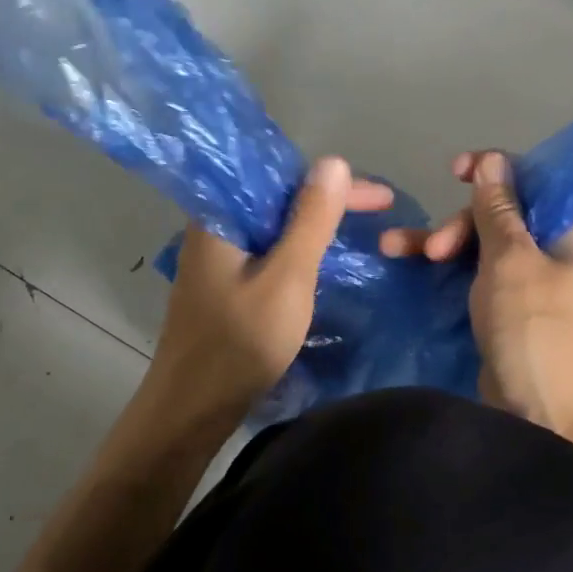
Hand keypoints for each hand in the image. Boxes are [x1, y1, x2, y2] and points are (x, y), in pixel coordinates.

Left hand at [146, 158, 392, 423]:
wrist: (192, 409)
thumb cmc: (239, 343)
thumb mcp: (286, 278)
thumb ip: (309, 221)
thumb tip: (332, 162)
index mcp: (221, 217)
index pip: (280, 176)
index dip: (334, 182)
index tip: (380, 198)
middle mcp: (215, 229)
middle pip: (277, 199)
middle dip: (329, 202)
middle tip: (380, 211)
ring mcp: (217, 261)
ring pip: (274, 228)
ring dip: (315, 227)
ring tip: (360, 231)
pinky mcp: (224, 287)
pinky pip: (267, 254)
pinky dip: (299, 252)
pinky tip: (323, 262)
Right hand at [382, 151, 572, 440]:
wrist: (547, 414)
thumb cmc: (535, 329)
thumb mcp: (512, 262)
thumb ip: (498, 210)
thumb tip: (493, 160)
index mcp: (569, 232)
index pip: (533, 183)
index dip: (493, 172)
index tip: (454, 171)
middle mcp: (552, 253)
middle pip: (499, 218)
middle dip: (458, 224)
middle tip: (433, 251)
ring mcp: (527, 285)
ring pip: (479, 249)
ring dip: (440, 245)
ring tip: (393, 249)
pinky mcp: (504, 312)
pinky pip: (473, 278)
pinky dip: (445, 272)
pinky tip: (410, 267)